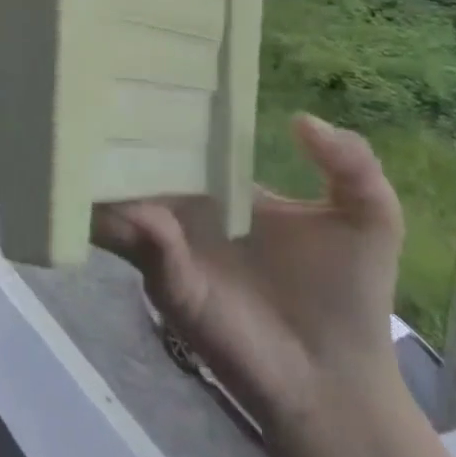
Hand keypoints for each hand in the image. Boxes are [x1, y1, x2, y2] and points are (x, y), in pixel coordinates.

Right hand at [93, 114, 404, 438]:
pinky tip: (129, 203)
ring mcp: (167, 245)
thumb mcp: (368, 216)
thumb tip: (298, 117)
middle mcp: (183, 210)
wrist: (339, 380)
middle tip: (94, 102)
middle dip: (115, 138)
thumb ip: (350, 161)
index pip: (177, 142)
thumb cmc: (348, 294)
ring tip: (87, 146)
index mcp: (218, 187)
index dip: (158, 113)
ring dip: (106, 178)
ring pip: (119, 200)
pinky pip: (135, 242)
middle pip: (137, 165)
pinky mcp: (165, 280)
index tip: (136, 77)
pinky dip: (125, 221)